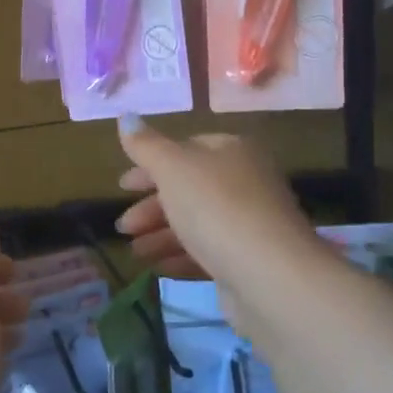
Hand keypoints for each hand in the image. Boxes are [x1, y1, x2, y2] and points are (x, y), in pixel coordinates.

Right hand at [112, 118, 316, 289]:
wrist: (270, 276)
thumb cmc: (216, 207)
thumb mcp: (172, 167)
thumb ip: (145, 145)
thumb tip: (126, 116)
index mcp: (232, 151)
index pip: (185, 149)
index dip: (150, 165)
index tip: (122, 187)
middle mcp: (245, 182)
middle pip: (188, 189)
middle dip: (151, 208)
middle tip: (123, 227)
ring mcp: (249, 223)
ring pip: (195, 223)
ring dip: (160, 235)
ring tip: (135, 253)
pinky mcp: (249, 260)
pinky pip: (207, 253)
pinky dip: (180, 257)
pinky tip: (158, 268)